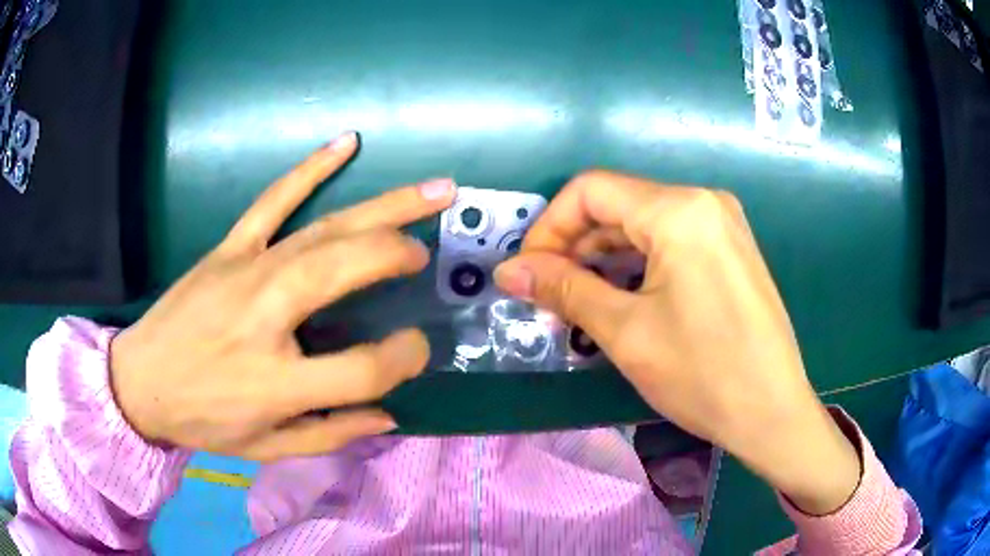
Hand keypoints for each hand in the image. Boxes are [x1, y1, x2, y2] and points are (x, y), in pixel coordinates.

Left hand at [110, 132, 456, 460]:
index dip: (401, 360)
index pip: (362, 370)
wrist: (140, 382)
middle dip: (396, 254)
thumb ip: (331, 434)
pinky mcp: (227, 249)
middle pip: (342, 271)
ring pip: (322, 229)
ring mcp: (245, 272)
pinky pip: (273, 200)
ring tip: (433, 189)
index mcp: (276, 383)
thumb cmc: (203, 420)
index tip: (417, 348)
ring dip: (383, 205)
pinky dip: (309, 169)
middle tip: (429, 251)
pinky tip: (345, 144)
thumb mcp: (268, 448)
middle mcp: (264, 318)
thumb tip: (389, 414)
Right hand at [494, 170, 859, 514]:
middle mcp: (704, 201)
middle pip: (618, 204)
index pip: (590, 191)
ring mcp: (722, 223)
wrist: (773, 412)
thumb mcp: (626, 332)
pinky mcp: (730, 247)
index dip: (549, 226)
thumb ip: (564, 290)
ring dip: (604, 255)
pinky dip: (637, 261)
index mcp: (680, 210)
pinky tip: (621, 295)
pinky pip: (671, 238)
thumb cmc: (703, 375)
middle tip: (549, 292)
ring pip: (643, 222)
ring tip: (578, 299)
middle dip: (575, 244)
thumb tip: (508, 270)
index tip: (529, 271)